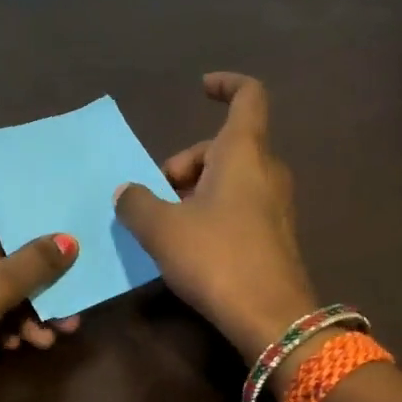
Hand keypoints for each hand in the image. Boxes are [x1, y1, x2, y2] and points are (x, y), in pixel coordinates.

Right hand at [114, 72, 315, 360]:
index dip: (225, 85)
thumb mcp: (162, 229)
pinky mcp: (275, 235)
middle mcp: (266, 170)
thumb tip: (126, 192)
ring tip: (165, 225)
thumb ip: (136, 203)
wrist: (270, 316)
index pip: (247, 96)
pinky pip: (239, 207)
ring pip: (230, 179)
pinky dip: (212, 212)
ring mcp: (275, 204)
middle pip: (224, 146)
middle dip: (185, 163)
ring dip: (195, 191)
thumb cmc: (216, 257)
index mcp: (242, 152)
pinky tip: (189, 246)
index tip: (200, 89)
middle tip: (155, 195)